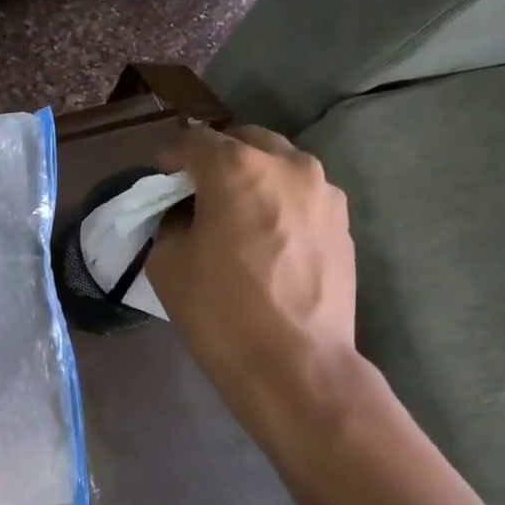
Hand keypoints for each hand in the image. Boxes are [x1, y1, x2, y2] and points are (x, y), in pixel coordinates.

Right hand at [147, 123, 358, 427]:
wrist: (296, 364)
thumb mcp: (168, 263)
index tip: (161, 181)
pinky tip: (268, 238)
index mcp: (236, 166)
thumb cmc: (221, 311)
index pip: (192, 140)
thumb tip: (184, 215)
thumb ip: (170, 223)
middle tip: (198, 192)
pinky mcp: (344, 221)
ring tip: (237, 214)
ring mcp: (324, 191)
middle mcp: (287, 163)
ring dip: (253, 177)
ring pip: (279, 165)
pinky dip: (280, 203)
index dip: (170, 158)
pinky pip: (303, 196)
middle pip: (242, 141)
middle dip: (216, 158)